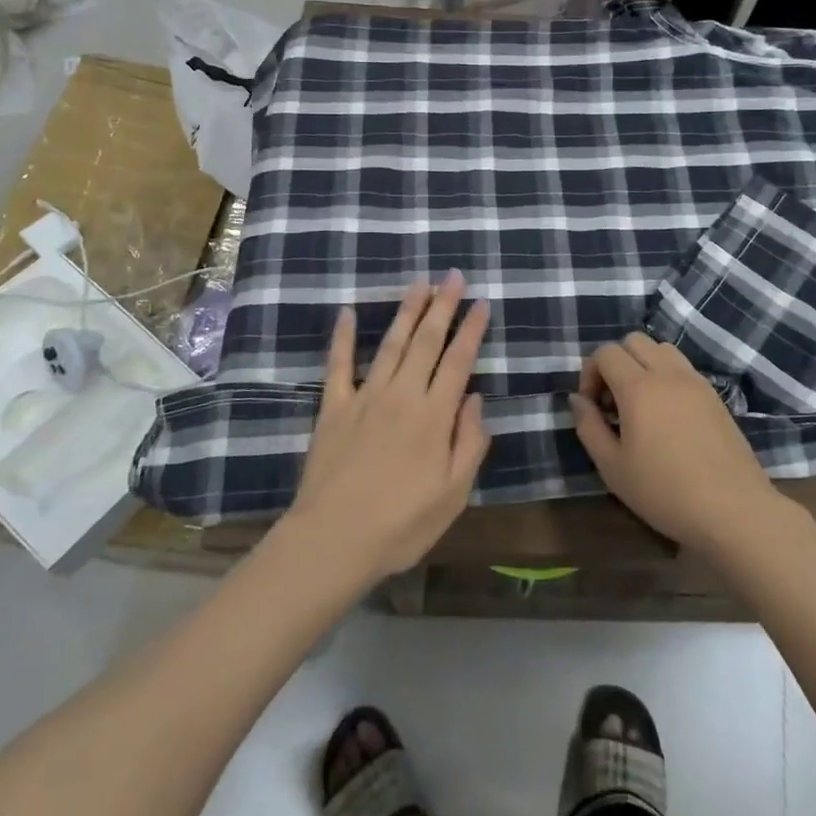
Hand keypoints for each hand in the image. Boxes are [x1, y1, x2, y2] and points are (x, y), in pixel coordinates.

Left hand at [287, 272, 490, 583]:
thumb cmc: (401, 524)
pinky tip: (346, 313)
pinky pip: (339, 365)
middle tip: (453, 276)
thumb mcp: (453, 494)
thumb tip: (476, 399)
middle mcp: (403, 395)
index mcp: (434, 416)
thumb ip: (469, 443)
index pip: (459, 361)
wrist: (334, 539)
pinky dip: (343, 338)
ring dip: (406, 311)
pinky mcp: (334, 407)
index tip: (481, 302)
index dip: (471, 329)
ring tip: (419, 284)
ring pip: (391, 344)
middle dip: (442, 306)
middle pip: (426, 341)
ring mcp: (365, 397)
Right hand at [572, 333, 781, 556]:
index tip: (592, 406)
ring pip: (661, 348)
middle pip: (634, 340)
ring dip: (643, 364)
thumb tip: (577, 399)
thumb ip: (589, 426)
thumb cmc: (665, 492)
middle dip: (615, 362)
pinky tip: (667, 415)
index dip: (590, 373)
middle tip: (613, 401)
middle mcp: (668, 373)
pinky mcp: (715, 396)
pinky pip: (683, 368)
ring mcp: (695, 381)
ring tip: (641, 403)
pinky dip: (667, 376)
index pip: (606, 352)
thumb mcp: (613, 467)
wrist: (733, 510)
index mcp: (639, 387)